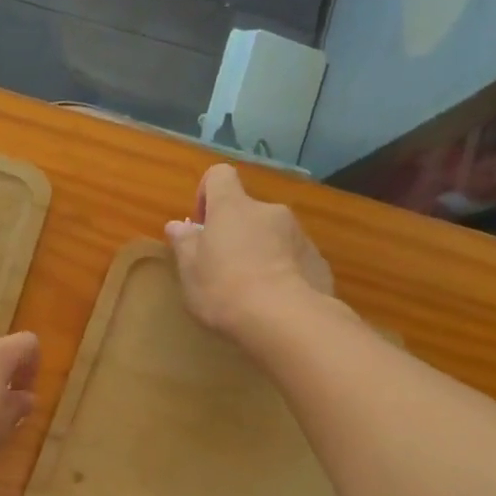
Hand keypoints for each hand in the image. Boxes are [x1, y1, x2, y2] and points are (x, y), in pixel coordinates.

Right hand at [164, 164, 334, 336]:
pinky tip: (275, 301)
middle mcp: (268, 211)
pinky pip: (293, 257)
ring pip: (272, 234)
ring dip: (260, 251)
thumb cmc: (225, 290)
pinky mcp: (317, 260)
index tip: (201, 225)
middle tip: (222, 268)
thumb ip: (185, 244)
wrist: (286, 320)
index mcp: (232, 207)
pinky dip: (282, 270)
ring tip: (250, 290)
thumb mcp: (190, 272)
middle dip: (234, 232)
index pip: (220, 176)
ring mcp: (298, 234)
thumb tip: (178, 225)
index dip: (207, 194)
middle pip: (246, 210)